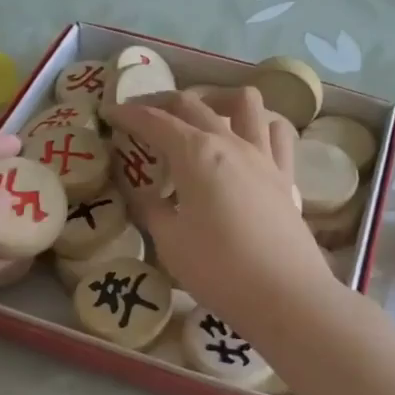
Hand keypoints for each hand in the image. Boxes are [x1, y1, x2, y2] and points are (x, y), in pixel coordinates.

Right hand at [112, 89, 332, 326]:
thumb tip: (140, 190)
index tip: (109, 113)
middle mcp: (231, 142)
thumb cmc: (219, 269)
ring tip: (202, 118)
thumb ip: (151, 208)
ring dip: (218, 99)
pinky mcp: (285, 175)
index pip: (155, 121)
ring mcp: (263, 156)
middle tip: (142, 116)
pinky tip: (247, 141)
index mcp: (196, 154)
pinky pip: (276, 133)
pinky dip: (259, 126)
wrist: (285, 295)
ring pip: (245, 102)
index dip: (128, 114)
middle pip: (193, 104)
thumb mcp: (170, 242)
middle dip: (162, 103)